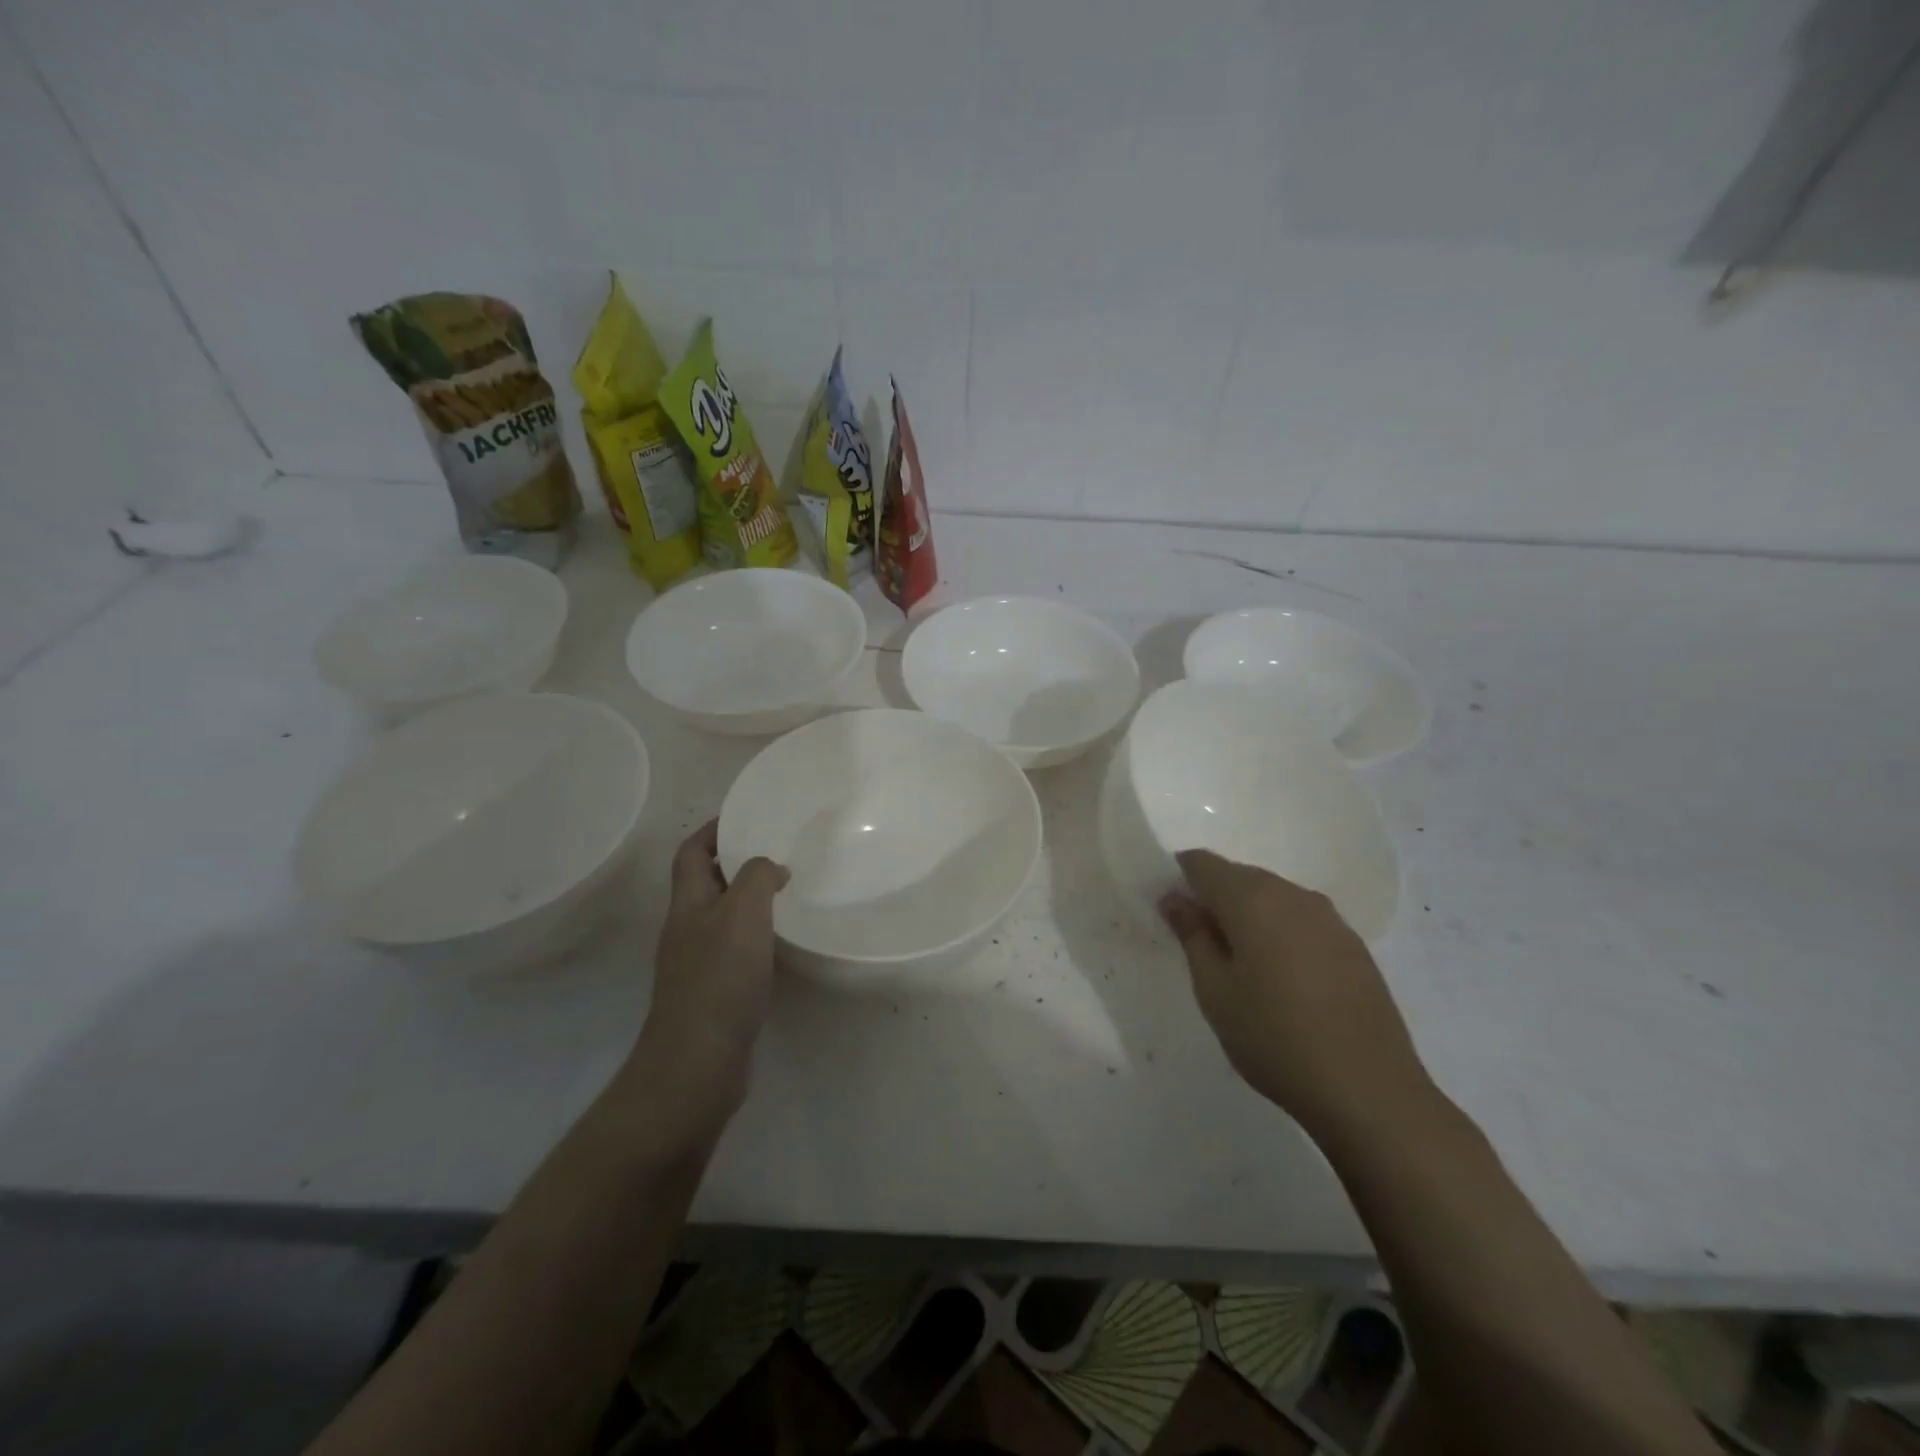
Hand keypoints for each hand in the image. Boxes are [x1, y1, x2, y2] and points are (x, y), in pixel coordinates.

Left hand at [626, 822, 788, 1129]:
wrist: (698, 1061)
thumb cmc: (719, 978)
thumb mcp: (742, 913)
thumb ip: (756, 878)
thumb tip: (771, 868)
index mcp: (687, 904)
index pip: (691, 852)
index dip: (713, 830)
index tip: (746, 817)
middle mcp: (687, 928)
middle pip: (705, 882)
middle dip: (736, 862)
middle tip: (777, 852)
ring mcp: (697, 962)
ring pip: (722, 916)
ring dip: (749, 899)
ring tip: (787, 890)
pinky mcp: (714, 991)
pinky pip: (734, 948)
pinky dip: (755, 935)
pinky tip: (781, 941)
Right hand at [1160, 850, 1432, 1138]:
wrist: (1369, 1090)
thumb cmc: (1273, 1037)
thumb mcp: (1214, 991)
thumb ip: (1192, 935)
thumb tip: (1175, 898)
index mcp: (1251, 898)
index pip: (1202, 863)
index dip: (1179, 878)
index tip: (1171, 913)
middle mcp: (1292, 894)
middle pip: (1239, 876)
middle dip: (1214, 898)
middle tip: (1199, 945)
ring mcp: (1329, 918)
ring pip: (1273, 897)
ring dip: (1249, 916)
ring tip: (1240, 965)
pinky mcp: (1354, 945)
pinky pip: (1302, 920)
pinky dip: (1281, 933)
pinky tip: (1282, 978)